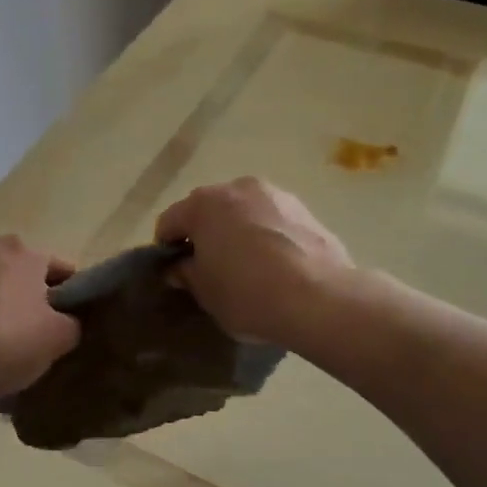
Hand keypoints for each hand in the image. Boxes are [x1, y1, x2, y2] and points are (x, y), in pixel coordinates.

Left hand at [0, 237, 80, 407]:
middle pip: (24, 277)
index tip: (70, 327)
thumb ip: (73, 324)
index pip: (62, 270)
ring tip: (2, 350)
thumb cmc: (2, 342)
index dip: (72, 299)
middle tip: (37, 340)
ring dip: (1, 311)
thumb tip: (67, 322)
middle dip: (33, 303)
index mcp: (24, 251)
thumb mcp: (57, 339)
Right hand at [155, 179, 353, 347]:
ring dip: (238, 232)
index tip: (174, 273)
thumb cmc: (248, 294)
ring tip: (247, 267)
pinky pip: (273, 221)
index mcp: (203, 204)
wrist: (320, 298)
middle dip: (205, 235)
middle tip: (209, 269)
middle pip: (209, 210)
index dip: (166, 248)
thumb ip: (186, 274)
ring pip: (244, 212)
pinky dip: (267, 236)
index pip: (170, 222)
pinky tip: (276, 266)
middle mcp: (238, 188)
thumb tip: (179, 267)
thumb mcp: (205, 293)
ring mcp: (276, 195)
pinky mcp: (306, 210)